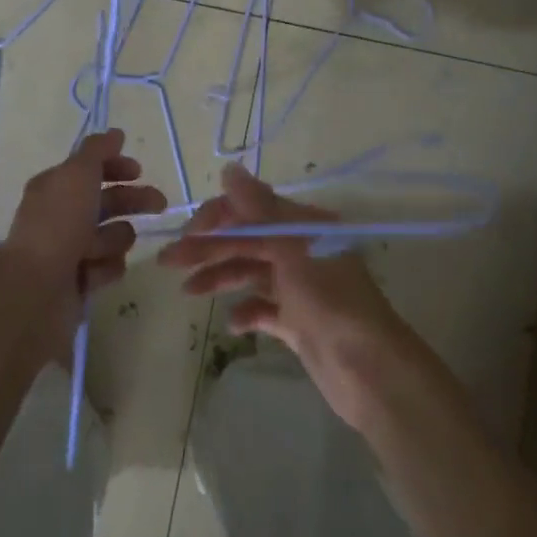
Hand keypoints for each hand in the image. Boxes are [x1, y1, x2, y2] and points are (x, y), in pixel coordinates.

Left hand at [0, 129, 164, 329]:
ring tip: (97, 249)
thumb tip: (116, 133)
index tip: (138, 170)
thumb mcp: (78, 174)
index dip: (115, 166)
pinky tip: (93, 272)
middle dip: (133, 200)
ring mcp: (70, 250)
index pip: (89, 169)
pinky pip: (108, 266)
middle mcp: (61, 215)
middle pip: (107, 201)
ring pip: (112, 235)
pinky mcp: (80, 280)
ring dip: (112, 239)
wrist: (36, 289)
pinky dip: (104, 267)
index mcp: (55, 187)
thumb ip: (98, 150)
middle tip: (159, 204)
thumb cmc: (58, 224)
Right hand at [159, 164, 409, 430]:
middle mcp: (302, 250)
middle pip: (247, 241)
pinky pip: (264, 309)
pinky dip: (246, 311)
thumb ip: (258, 209)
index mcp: (304, 226)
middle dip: (209, 248)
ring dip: (220, 277)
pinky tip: (233, 323)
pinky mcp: (298, 322)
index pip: (252, 209)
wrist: (368, 369)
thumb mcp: (291, 247)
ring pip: (251, 272)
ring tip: (188, 292)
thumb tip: (229, 168)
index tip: (187, 234)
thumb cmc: (329, 299)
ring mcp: (300, 287)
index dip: (218, 217)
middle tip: (168, 262)